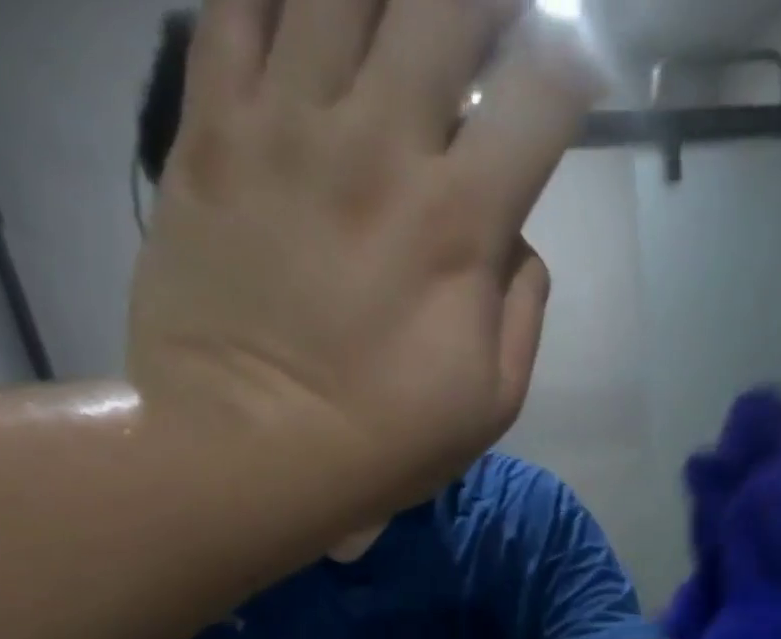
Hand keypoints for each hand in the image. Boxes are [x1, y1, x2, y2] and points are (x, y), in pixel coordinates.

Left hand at [126, 0, 600, 505]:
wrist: (244, 451)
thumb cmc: (382, 443)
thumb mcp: (491, 406)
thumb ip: (522, 312)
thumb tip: (516, 242)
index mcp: (460, 223)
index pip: (540, 93)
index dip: (570, 62)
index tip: (571, 70)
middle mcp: (379, 145)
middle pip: (447, 2)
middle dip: (484, 2)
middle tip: (486, 26)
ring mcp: (286, 125)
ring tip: (399, 20)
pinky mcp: (210, 128)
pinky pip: (236, 4)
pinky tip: (308, 15)